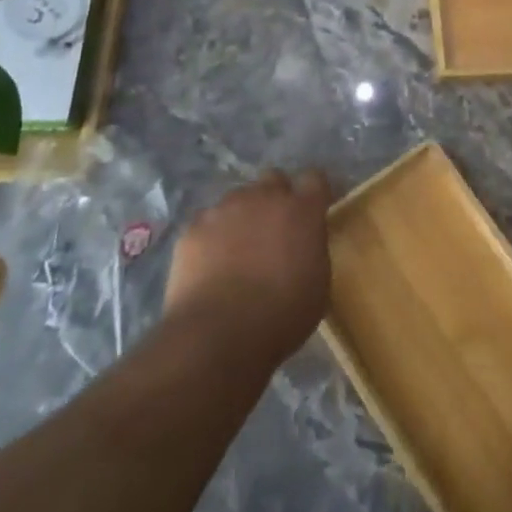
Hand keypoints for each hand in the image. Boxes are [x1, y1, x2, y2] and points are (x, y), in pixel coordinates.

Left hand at [164, 168, 331, 358]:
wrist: (218, 333)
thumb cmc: (281, 315)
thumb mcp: (318, 283)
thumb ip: (312, 250)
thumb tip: (302, 243)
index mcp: (302, 210)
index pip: (314, 178)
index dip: (313, 193)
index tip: (314, 210)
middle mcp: (264, 197)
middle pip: (274, 179)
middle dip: (276, 196)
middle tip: (274, 229)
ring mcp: (225, 209)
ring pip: (238, 199)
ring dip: (243, 215)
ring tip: (238, 250)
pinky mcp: (194, 227)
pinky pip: (207, 222)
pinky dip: (212, 236)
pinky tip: (210, 264)